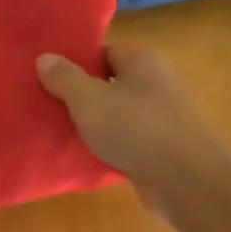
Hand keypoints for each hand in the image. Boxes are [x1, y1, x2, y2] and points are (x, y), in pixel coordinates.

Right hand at [36, 45, 230, 211]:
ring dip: (96, 125)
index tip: (49, 76)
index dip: (76, 62)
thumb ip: (65, 78)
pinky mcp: (164, 149)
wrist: (186, 180)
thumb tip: (44, 57)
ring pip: (120, 115)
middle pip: (112, 83)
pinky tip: (89, 158)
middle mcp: (157, 83)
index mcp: (142, 61)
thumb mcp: (89, 100)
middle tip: (48, 106)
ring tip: (61, 133)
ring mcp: (163, 118)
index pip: (104, 51)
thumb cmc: (135, 129)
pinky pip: (129, 141)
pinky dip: (111, 148)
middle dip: (84, 95)